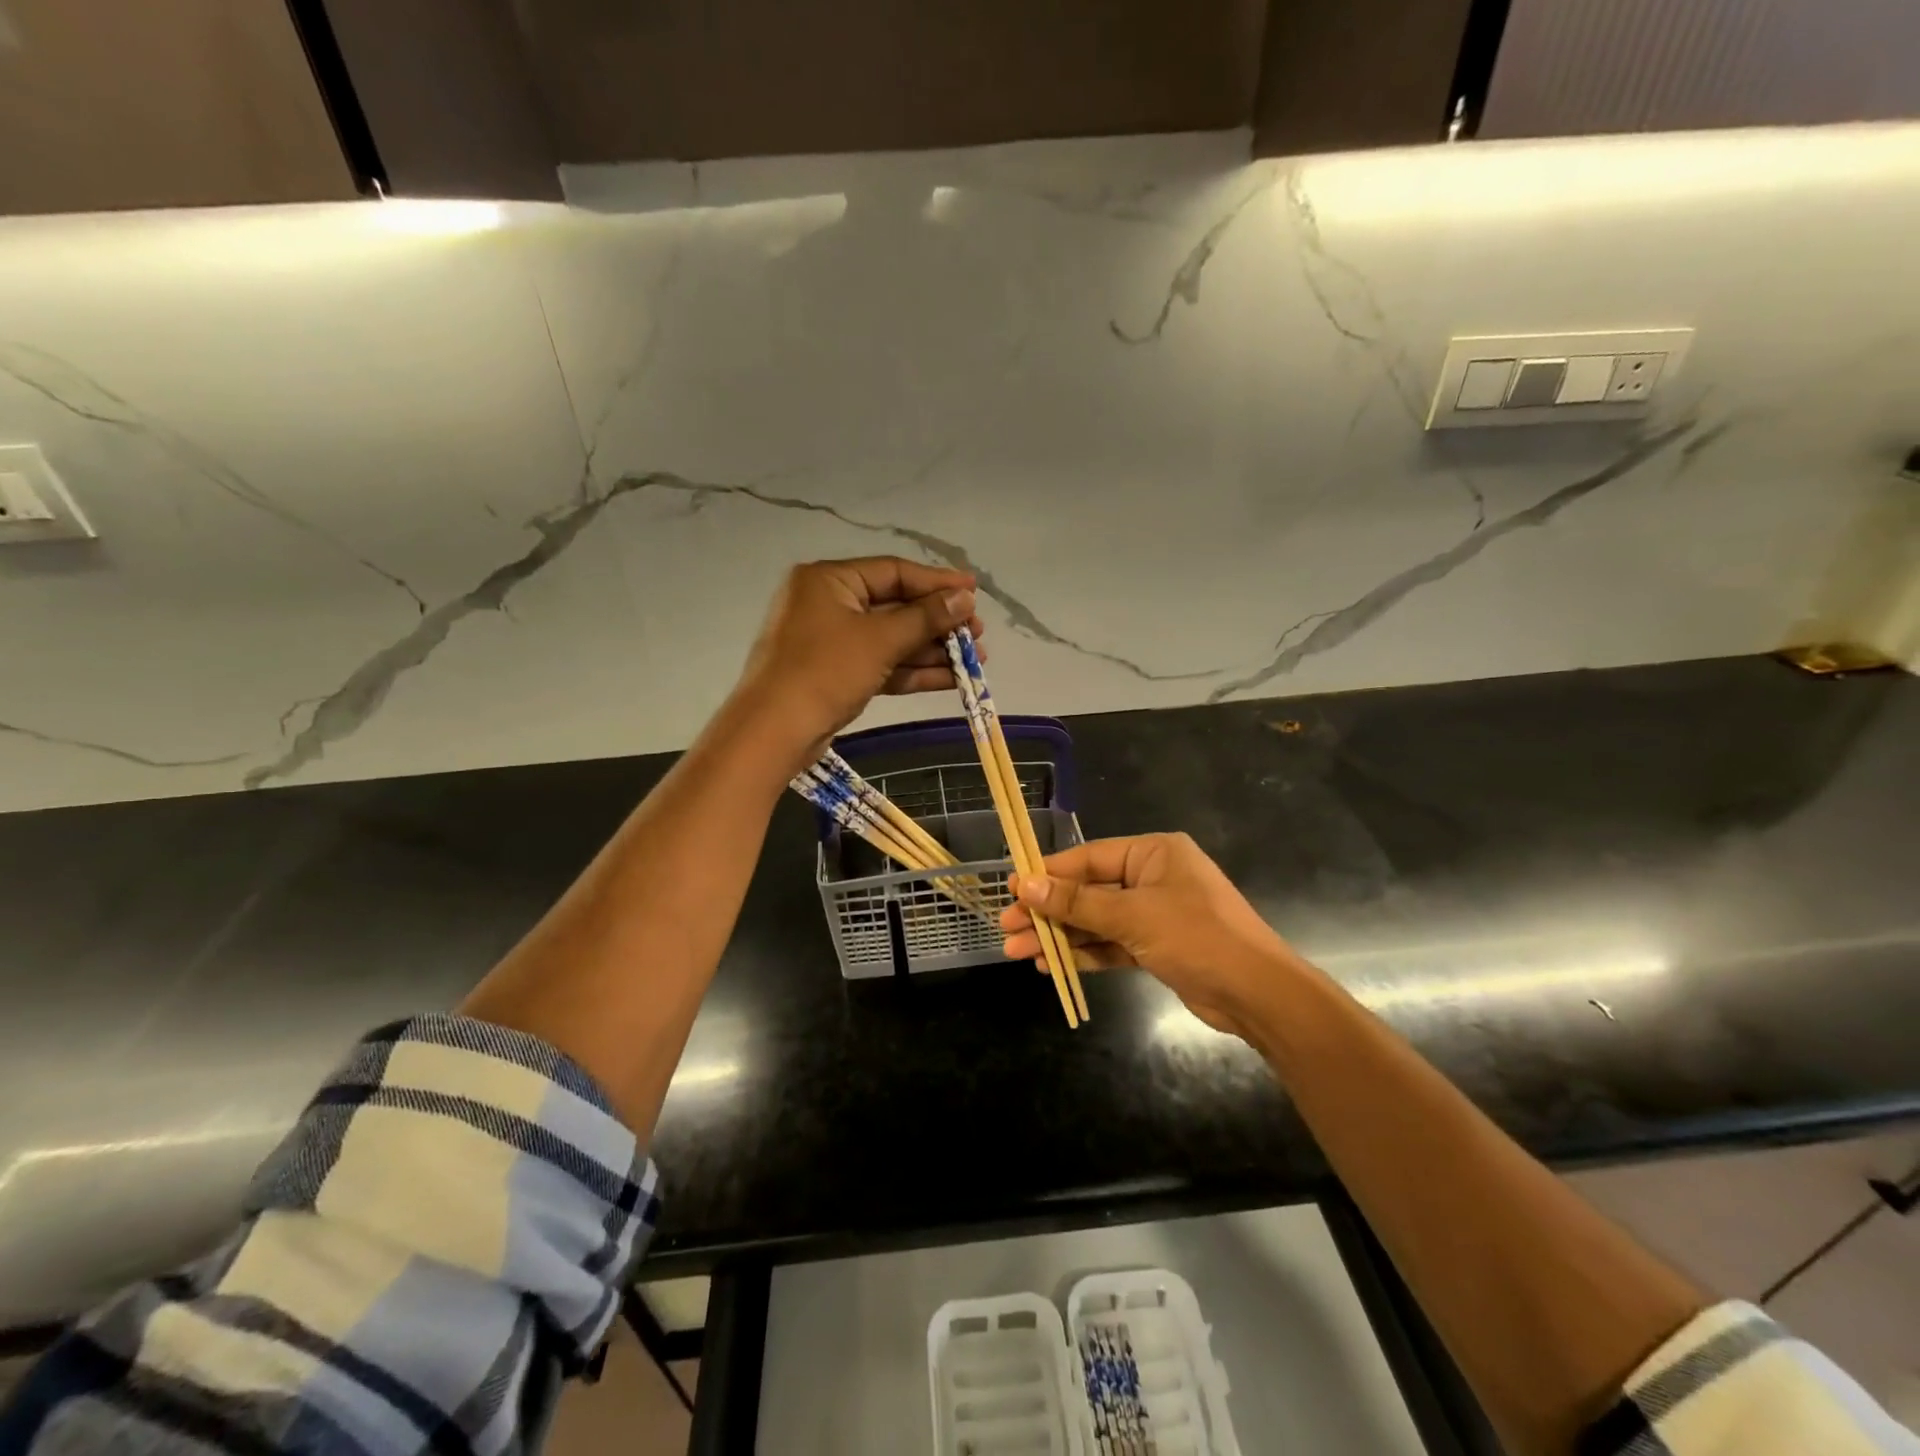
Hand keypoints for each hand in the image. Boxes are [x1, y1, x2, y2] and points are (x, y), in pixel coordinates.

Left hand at [733, 557, 984, 769]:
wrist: (773, 732)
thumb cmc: (824, 671)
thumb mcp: (879, 640)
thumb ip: (925, 618)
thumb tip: (964, 599)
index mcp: (829, 580)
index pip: (893, 572)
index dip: (937, 582)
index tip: (974, 592)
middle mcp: (828, 604)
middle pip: (895, 606)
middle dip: (938, 622)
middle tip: (977, 632)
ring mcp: (831, 642)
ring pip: (891, 639)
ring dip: (931, 650)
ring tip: (975, 659)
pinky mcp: (836, 674)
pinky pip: (881, 664)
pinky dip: (912, 671)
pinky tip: (951, 679)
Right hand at [1000, 833, 1306, 1039]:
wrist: (1257, 994)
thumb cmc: (1197, 937)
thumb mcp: (1132, 916)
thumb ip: (1077, 903)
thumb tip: (1024, 885)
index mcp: (1152, 853)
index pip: (1088, 858)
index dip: (1048, 875)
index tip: (1012, 889)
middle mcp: (1152, 876)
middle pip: (1088, 890)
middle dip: (1049, 912)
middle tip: (1007, 928)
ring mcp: (1155, 913)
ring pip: (1096, 920)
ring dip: (1061, 936)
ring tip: (1018, 951)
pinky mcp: (1156, 946)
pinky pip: (1111, 943)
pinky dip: (1085, 953)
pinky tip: (1052, 965)